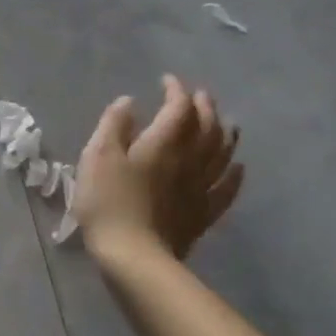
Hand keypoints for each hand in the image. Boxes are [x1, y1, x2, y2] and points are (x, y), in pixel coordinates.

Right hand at [75, 75, 242, 261]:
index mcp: (162, 144)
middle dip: (204, 107)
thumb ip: (113, 125)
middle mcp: (188, 160)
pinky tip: (238, 167)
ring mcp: (200, 188)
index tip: (167, 81)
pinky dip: (235, 174)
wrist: (132, 255)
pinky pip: (226, 189)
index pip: (178, 108)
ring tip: (226, 121)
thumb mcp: (97, 157)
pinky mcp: (202, 214)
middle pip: (206, 127)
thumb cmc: (108, 202)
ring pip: (222, 154)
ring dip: (225, 133)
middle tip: (199, 95)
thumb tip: (129, 102)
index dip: (175, 91)